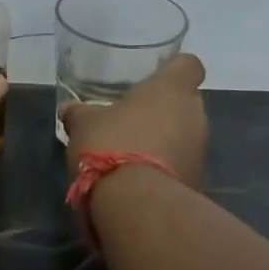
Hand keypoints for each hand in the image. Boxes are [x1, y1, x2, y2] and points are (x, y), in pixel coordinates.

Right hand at [59, 53, 207, 187]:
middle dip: (166, 110)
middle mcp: (195, 115)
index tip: (157, 78)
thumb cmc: (112, 146)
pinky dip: (166, 169)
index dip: (175, 70)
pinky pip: (182, 165)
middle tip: (135, 120)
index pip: (189, 65)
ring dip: (166, 141)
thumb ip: (79, 113)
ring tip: (133, 154)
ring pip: (186, 136)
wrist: (137, 204)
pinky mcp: (197, 180)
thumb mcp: (84, 125)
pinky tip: (140, 179)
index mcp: (171, 90)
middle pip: (187, 103)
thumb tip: (68, 109)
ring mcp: (200, 150)